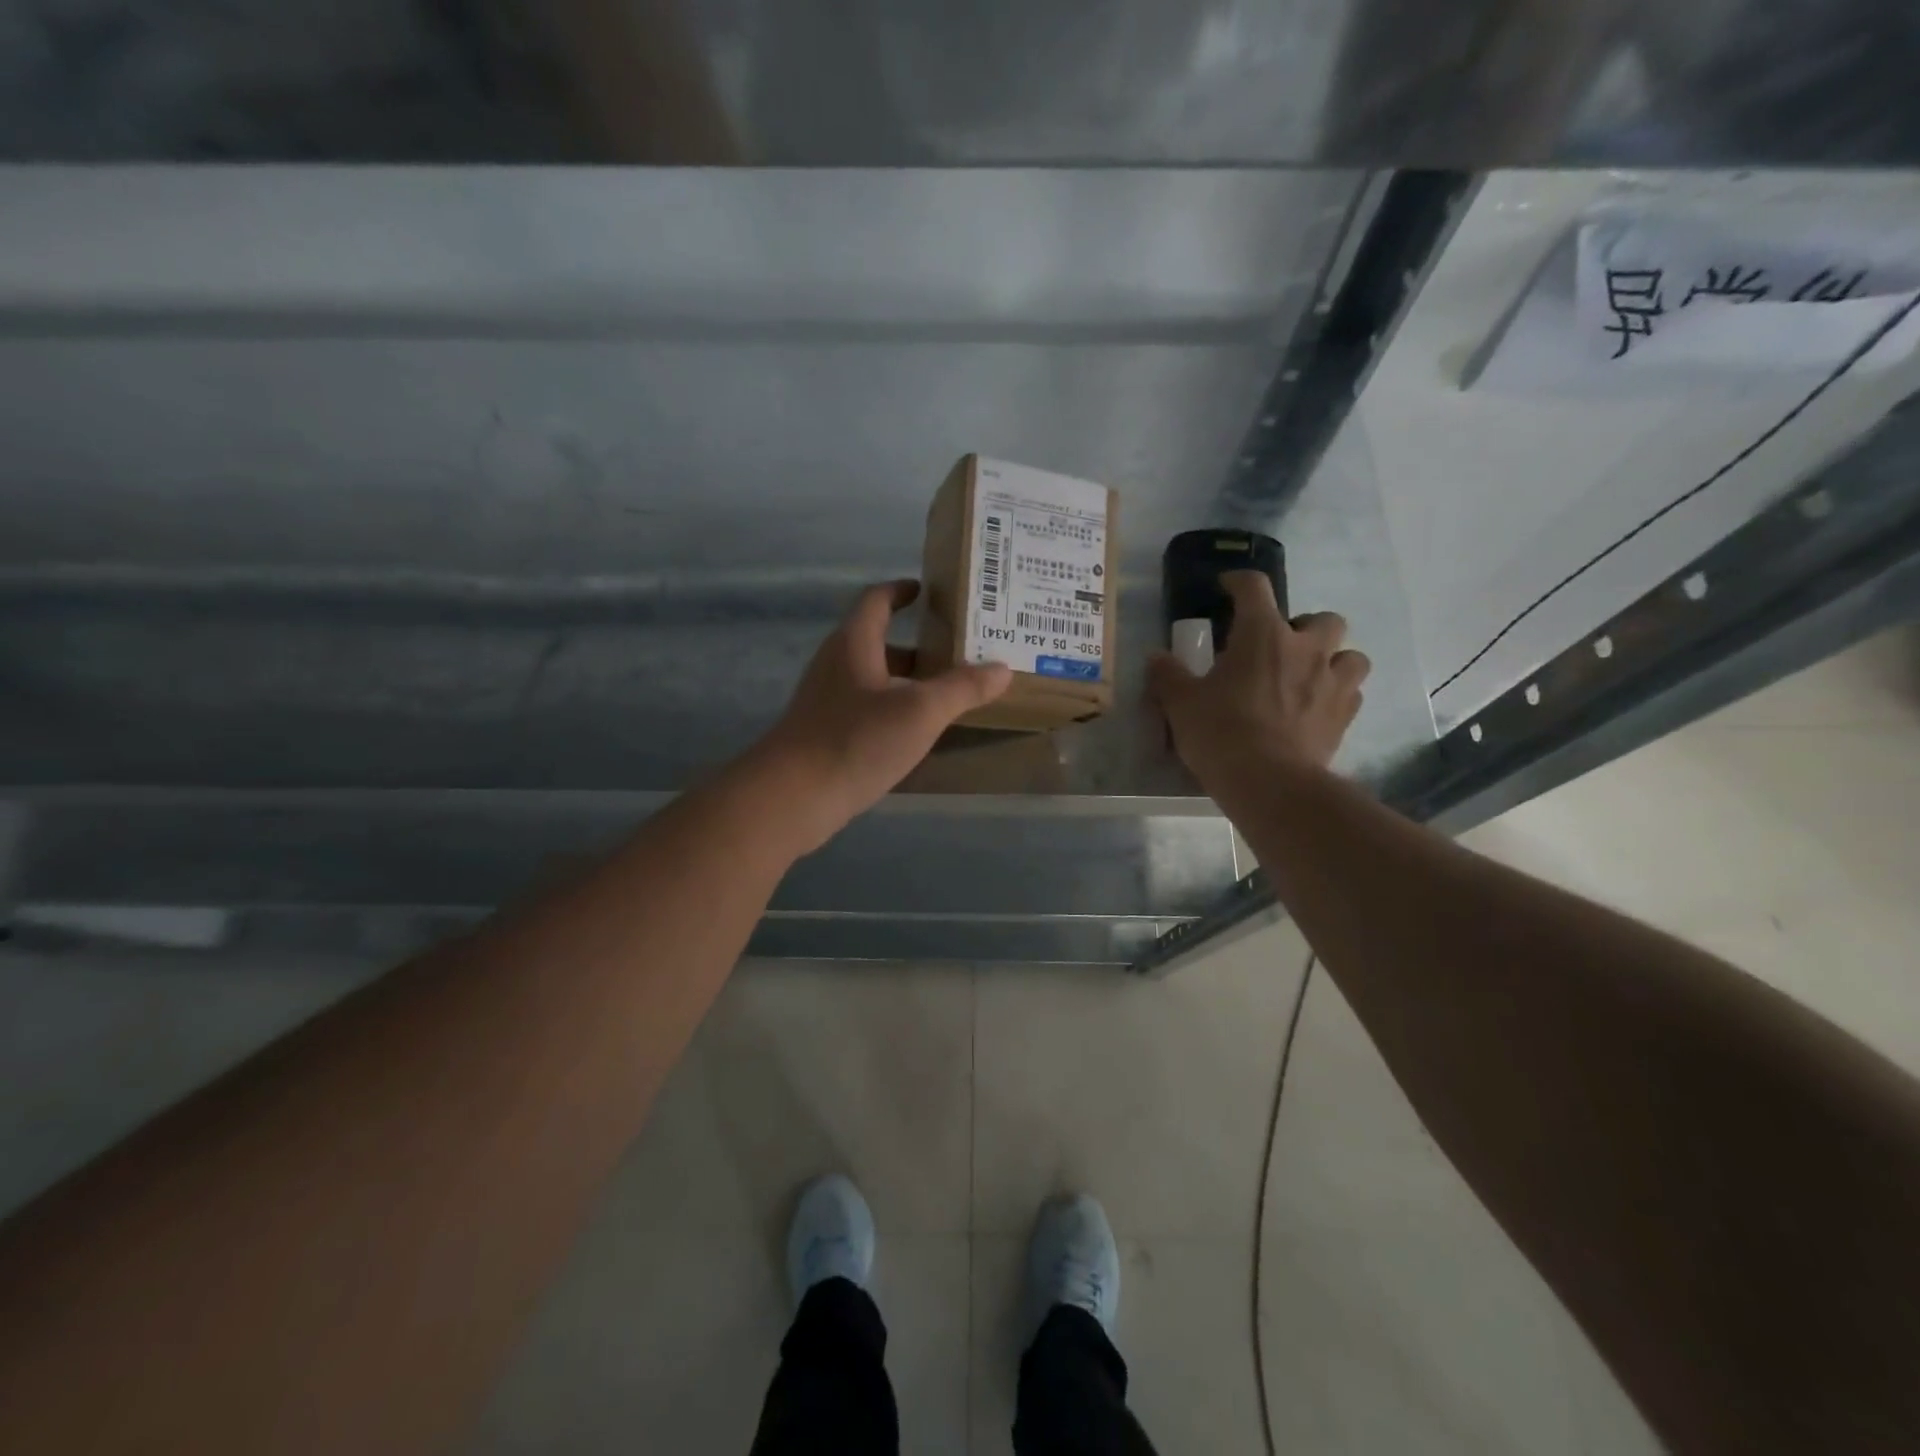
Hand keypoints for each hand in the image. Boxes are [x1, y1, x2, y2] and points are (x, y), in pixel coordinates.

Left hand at [752, 580, 1012, 852]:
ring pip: (875, 679)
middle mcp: (837, 664)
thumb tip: (1002, 668)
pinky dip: (895, 709)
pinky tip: (918, 731)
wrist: (793, 796)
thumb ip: (962, 688)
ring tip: (949, 692)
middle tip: (959, 650)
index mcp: (854, 643)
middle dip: (918, 644)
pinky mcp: (826, 732)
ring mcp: (828, 700)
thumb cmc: (856, 740)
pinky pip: (868, 708)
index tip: (928, 590)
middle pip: (879, 641)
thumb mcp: (920, 711)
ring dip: (908, 680)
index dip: (901, 591)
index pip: (877, 600)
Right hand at [1147, 571, 1368, 795]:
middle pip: (1323, 619)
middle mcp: (1307, 649)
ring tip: (1308, 676)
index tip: (1228, 588)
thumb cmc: (1221, 733)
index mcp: (1263, 635)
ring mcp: (1333, 682)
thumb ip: (1168, 675)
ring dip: (1332, 659)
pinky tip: (1317, 709)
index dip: (1239, 582)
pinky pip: (1352, 693)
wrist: (1270, 783)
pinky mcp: (1345, 716)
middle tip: (1279, 647)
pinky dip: (1337, 694)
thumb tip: (1156, 658)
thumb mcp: (1181, 704)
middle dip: (1304, 626)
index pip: (1255, 588)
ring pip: (1350, 655)